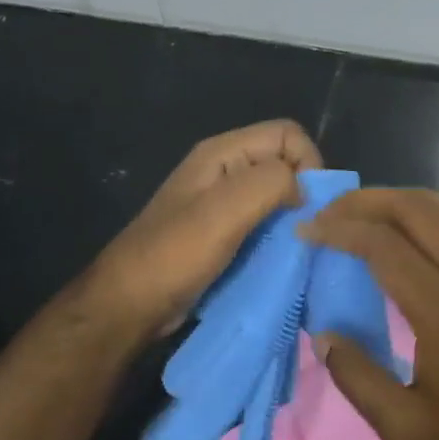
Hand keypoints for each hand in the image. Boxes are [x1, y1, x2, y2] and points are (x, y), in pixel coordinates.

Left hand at [88, 120, 320, 337]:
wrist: (130, 305)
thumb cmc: (176, 254)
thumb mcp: (225, 211)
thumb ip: (270, 183)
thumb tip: (304, 189)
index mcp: (223, 153)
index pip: (288, 134)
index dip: (308, 162)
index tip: (308, 204)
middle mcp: (226, 170)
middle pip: (285, 163)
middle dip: (304, 191)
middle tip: (305, 229)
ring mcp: (224, 203)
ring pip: (278, 195)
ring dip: (293, 217)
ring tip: (295, 246)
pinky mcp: (226, 232)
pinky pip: (266, 222)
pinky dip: (280, 236)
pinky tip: (281, 258)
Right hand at [301, 188, 438, 439]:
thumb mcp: (405, 427)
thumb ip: (357, 378)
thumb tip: (323, 335)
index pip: (382, 244)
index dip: (339, 230)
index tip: (306, 231)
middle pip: (413, 208)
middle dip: (365, 201)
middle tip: (329, 213)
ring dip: (399, 199)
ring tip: (363, 213)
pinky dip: (430, 212)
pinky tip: (412, 231)